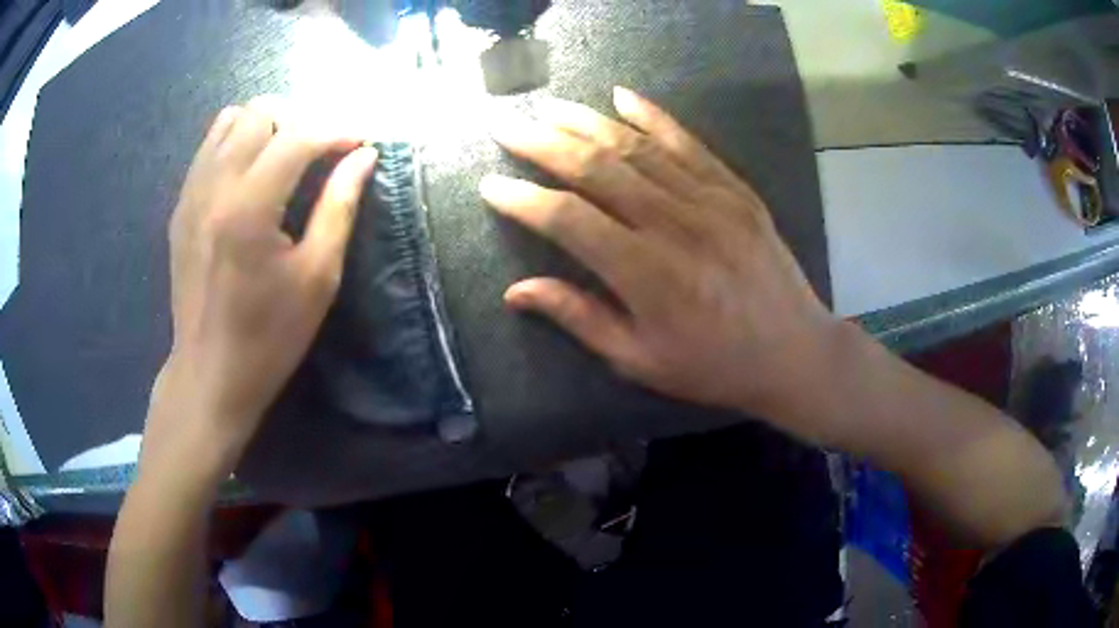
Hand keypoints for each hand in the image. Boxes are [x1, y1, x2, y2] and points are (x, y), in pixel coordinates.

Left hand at [144, 99, 377, 468]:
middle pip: (260, 112)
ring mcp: (191, 194)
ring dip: (266, 125)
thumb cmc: (269, 336)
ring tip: (285, 156)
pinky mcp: (181, 206)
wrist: (209, 373)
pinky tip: (251, 175)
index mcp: (250, 208)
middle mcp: (214, 187)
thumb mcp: (318, 278)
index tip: (361, 144)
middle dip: (300, 119)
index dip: (338, 131)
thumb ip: (340, 207)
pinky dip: (237, 143)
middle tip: (321, 150)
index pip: (299, 136)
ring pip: (230, 120)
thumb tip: (364, 157)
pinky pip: (209, 147)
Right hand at [481, 87, 841, 440]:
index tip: (491, 185)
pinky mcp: (735, 190)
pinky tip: (621, 96)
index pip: (568, 220)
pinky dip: (652, 116)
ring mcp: (710, 200)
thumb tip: (516, 290)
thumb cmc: (713, 366)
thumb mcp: (640, 359)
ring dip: (587, 122)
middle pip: (597, 169)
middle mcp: (674, 225)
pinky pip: (688, 143)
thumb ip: (579, 318)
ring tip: (549, 108)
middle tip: (508, 127)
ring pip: (637, 148)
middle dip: (544, 144)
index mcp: (646, 275)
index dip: (524, 200)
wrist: (794, 351)